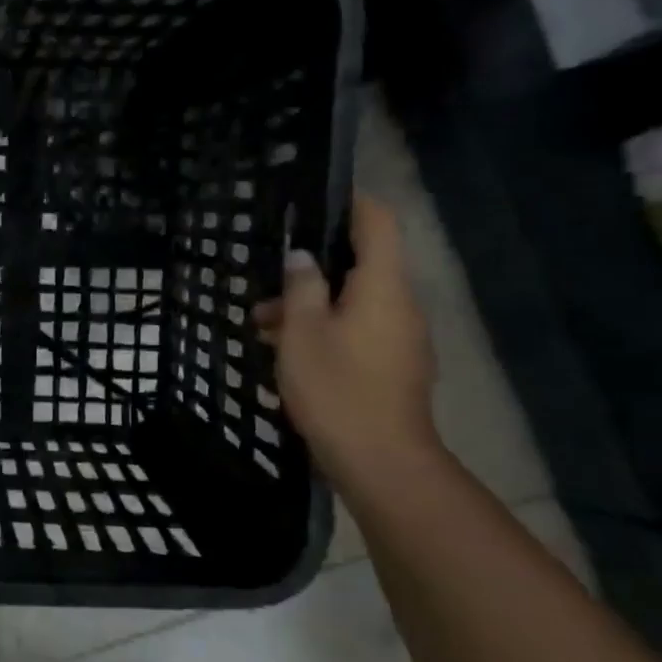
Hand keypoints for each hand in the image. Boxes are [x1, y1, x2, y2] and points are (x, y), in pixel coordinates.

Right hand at [251, 195, 440, 490]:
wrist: (381, 462)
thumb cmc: (337, 388)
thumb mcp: (302, 332)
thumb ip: (301, 287)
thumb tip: (302, 257)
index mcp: (382, 287)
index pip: (378, 223)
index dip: (351, 203)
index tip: (316, 198)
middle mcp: (399, 305)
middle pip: (361, 265)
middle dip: (313, 267)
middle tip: (268, 276)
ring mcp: (400, 338)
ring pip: (353, 302)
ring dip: (311, 305)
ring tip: (261, 324)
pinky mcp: (393, 366)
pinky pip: (357, 331)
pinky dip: (324, 330)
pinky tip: (286, 352)